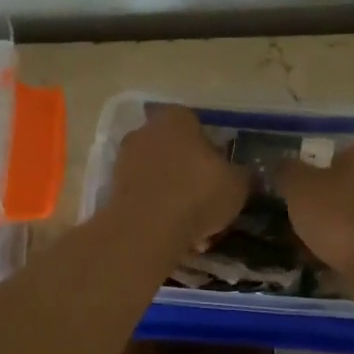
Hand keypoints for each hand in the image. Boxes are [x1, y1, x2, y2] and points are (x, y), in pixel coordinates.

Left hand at [105, 104, 248, 249]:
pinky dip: (158, 212)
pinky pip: (145, 197)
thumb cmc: (197, 193)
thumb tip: (241, 175)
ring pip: (159, 176)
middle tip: (209, 201)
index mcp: (176, 118)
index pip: (197, 125)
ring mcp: (124, 159)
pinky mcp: (112, 190)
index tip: (222, 174)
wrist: (146, 229)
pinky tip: (175, 235)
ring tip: (195, 228)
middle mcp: (145, 131)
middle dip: (190, 173)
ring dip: (175, 196)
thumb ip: (241, 175)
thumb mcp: (238, 184)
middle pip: (175, 151)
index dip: (212, 150)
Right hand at [274, 138, 353, 280]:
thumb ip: (289, 172)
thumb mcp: (299, 188)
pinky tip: (340, 265)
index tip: (301, 196)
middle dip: (331, 203)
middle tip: (306, 223)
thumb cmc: (342, 217)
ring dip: (345, 229)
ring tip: (318, 250)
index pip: (339, 154)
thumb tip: (286, 168)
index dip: (317, 174)